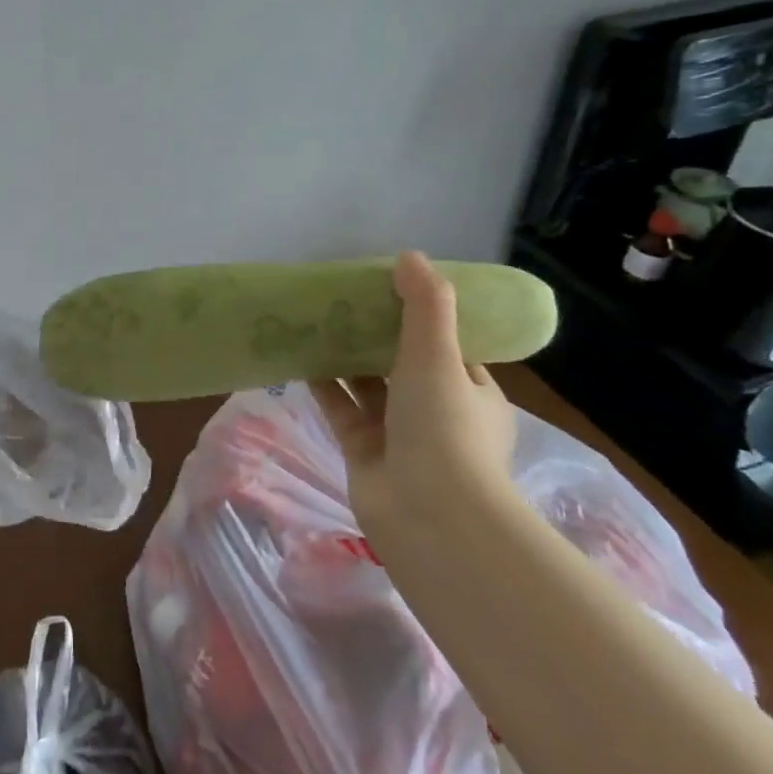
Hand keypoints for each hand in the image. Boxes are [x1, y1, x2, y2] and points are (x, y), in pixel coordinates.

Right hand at [310, 251, 518, 546]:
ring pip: (369, 385)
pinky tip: (300, 356)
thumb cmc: (445, 428)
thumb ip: (426, 305)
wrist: (430, 517)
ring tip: (315, 319)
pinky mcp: (364, 451)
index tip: (388, 288)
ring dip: (346, 356)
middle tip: (343, 300)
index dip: (419, 317)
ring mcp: (400, 435)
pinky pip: (342, 408)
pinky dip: (324, 384)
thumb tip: (411, 256)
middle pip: (402, 363)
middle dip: (374, 334)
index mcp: (473, 392)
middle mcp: (438, 412)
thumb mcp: (439, 356)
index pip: (448, 346)